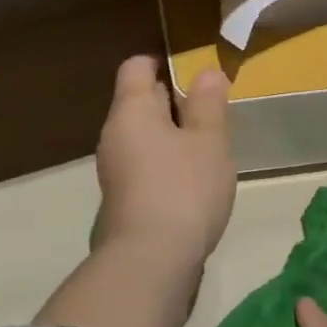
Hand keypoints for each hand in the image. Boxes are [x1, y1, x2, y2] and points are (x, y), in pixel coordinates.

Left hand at [92, 55, 234, 268]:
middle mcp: (114, 135)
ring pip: (144, 136)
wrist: (149, 263)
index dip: (162, 62)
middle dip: (174, 101)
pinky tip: (193, 181)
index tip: (194, 72)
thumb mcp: (208, 141)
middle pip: (140, 101)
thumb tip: (206, 72)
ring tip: (208, 146)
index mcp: (131, 110)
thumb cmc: (183, 189)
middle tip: (211, 110)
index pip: (136, 68)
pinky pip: (145, 165)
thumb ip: (208, 104)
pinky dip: (166, 163)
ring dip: (172, 136)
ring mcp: (114, 170)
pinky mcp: (123, 200)